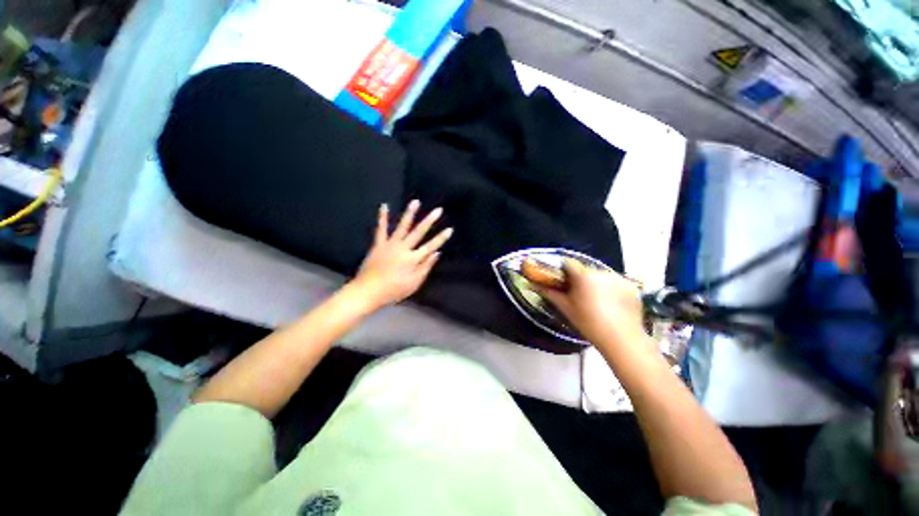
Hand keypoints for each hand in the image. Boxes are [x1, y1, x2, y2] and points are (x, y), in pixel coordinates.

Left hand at [350, 200, 452, 310]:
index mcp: (413, 259)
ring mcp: (390, 245)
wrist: (368, 291)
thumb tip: (437, 253)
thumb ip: (426, 267)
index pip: (431, 246)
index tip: (450, 229)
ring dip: (410, 213)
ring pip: (402, 227)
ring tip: (415, 202)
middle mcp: (403, 248)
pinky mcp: (378, 244)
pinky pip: (381, 229)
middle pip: (419, 232)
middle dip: (430, 220)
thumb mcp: (414, 283)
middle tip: (438, 210)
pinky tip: (384, 206)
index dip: (441, 238)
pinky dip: (383, 218)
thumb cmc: (393, 290)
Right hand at [538, 259, 646, 351]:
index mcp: (583, 276)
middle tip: (578, 295)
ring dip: (595, 283)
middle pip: (585, 270)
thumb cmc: (588, 323)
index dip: (563, 271)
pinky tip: (611, 304)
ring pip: (600, 276)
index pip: (568, 264)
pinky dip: (611, 289)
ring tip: (597, 301)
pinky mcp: (630, 286)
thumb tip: (534, 284)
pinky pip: (615, 282)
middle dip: (580, 279)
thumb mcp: (566, 308)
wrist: (621, 339)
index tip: (561, 281)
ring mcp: (617, 278)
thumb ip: (550, 293)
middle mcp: (600, 272)